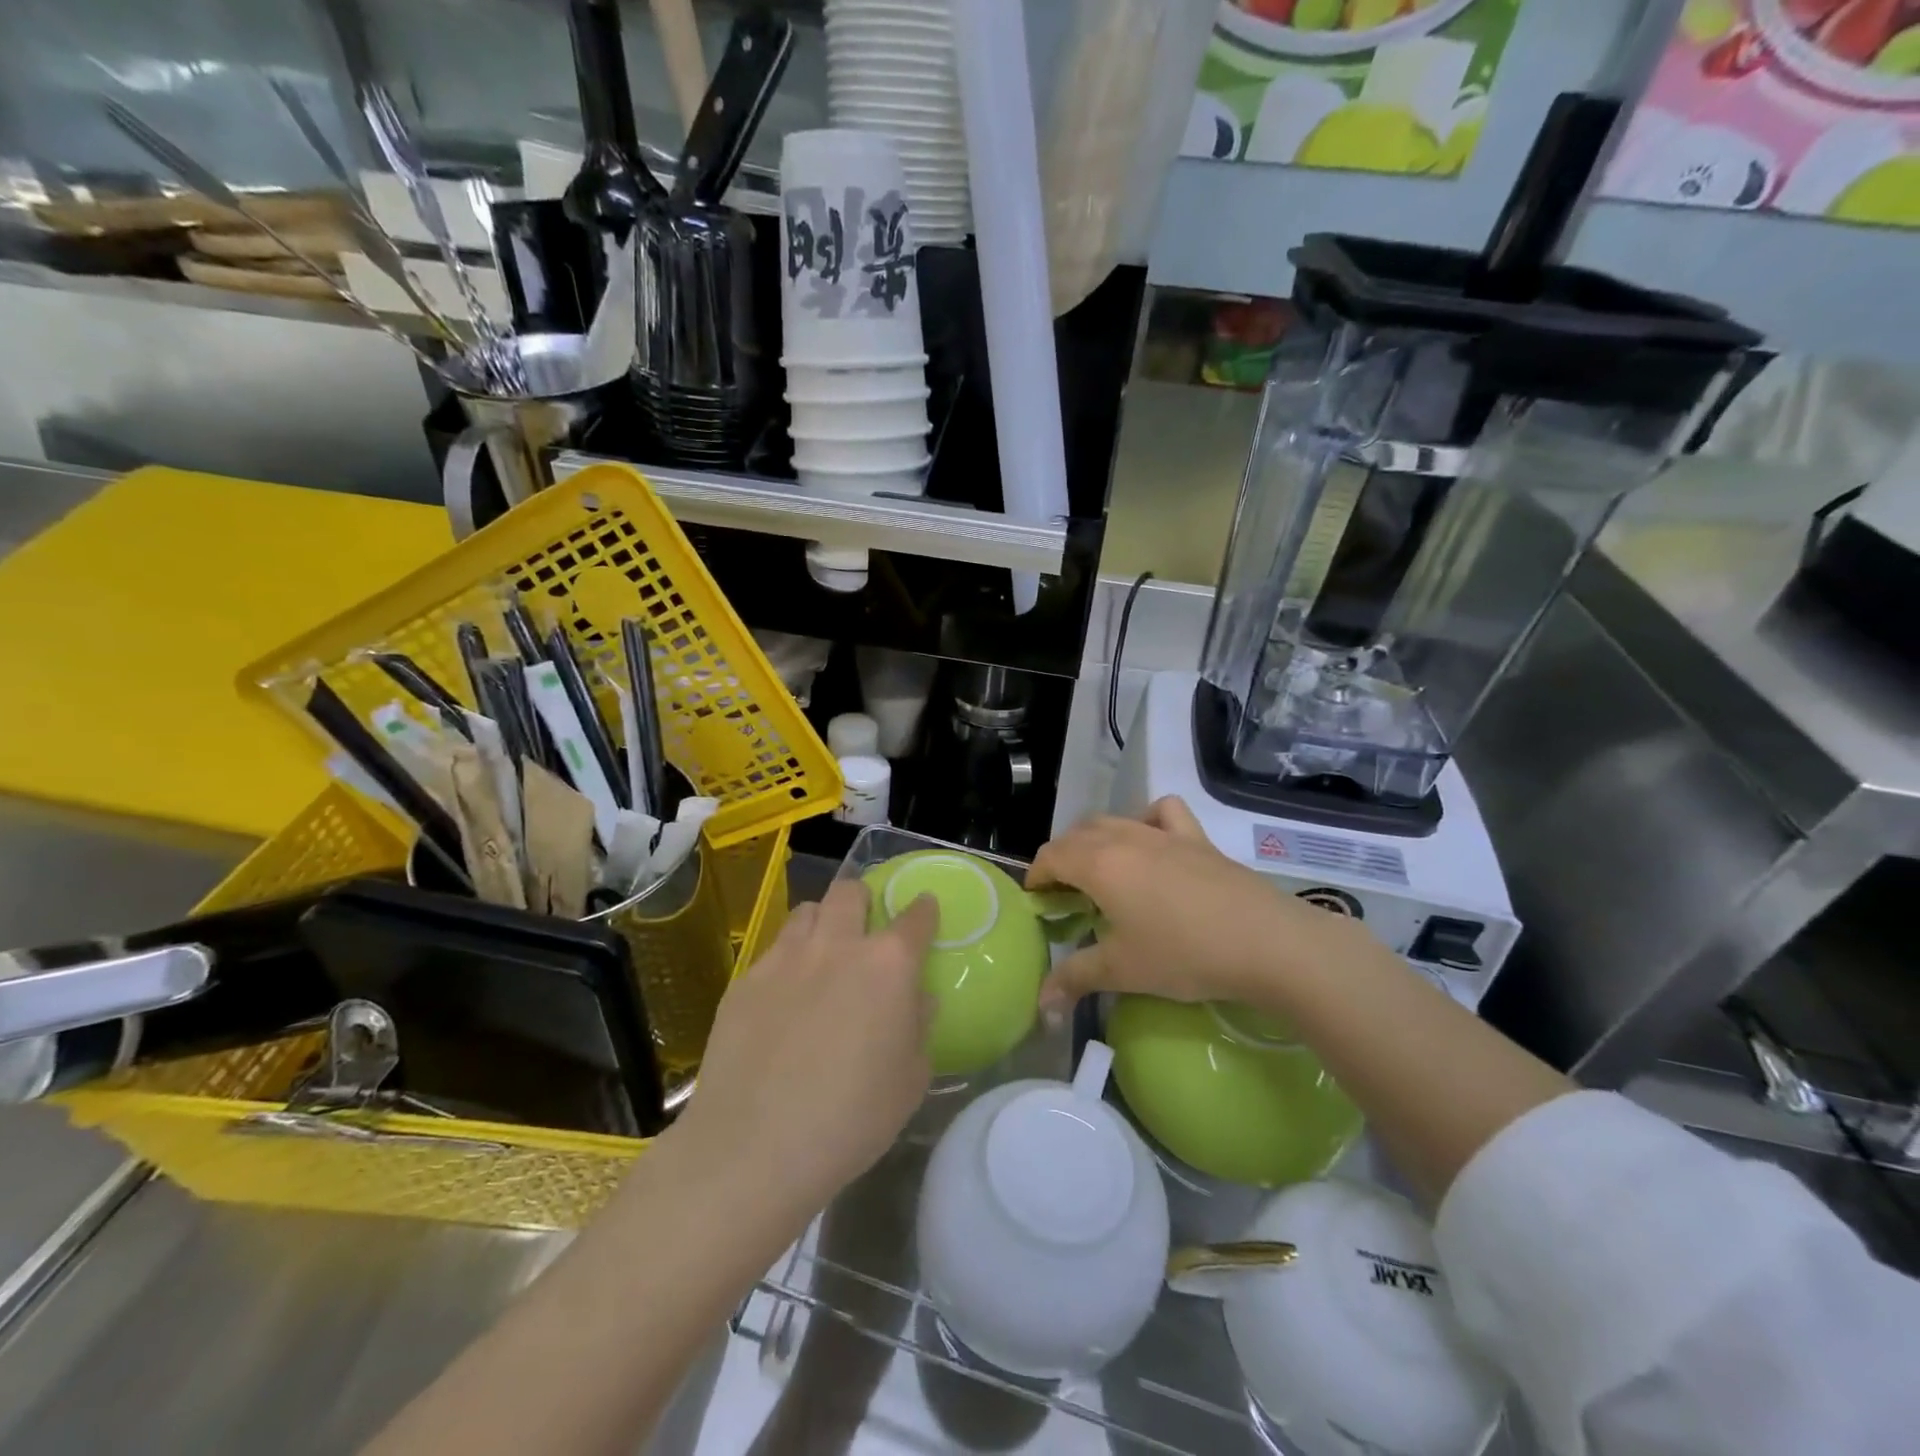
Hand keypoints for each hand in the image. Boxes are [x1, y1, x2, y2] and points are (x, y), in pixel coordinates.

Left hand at [670, 880, 938, 1216]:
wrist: (753, 1148)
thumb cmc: (850, 1120)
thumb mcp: (909, 1082)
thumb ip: (919, 1028)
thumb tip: (919, 999)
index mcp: (887, 966)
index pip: (915, 917)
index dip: (923, 910)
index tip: (925, 910)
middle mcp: (837, 946)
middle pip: (850, 891)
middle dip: (863, 900)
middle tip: (865, 929)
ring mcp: (785, 958)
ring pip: (807, 911)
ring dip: (822, 922)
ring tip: (822, 954)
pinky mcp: (745, 980)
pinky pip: (773, 951)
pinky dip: (787, 960)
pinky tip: (783, 999)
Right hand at [1027, 796, 1368, 1013]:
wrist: (1266, 943)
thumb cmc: (1183, 954)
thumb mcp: (1122, 971)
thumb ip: (1075, 978)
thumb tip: (1041, 1002)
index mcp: (1098, 864)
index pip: (1051, 856)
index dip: (1037, 878)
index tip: (1039, 905)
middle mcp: (1125, 838)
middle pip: (1077, 835)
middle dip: (1062, 860)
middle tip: (1066, 897)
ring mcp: (1163, 833)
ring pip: (1113, 820)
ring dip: (1095, 840)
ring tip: (1101, 873)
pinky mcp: (1197, 839)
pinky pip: (1162, 813)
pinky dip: (1146, 820)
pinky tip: (1151, 844)